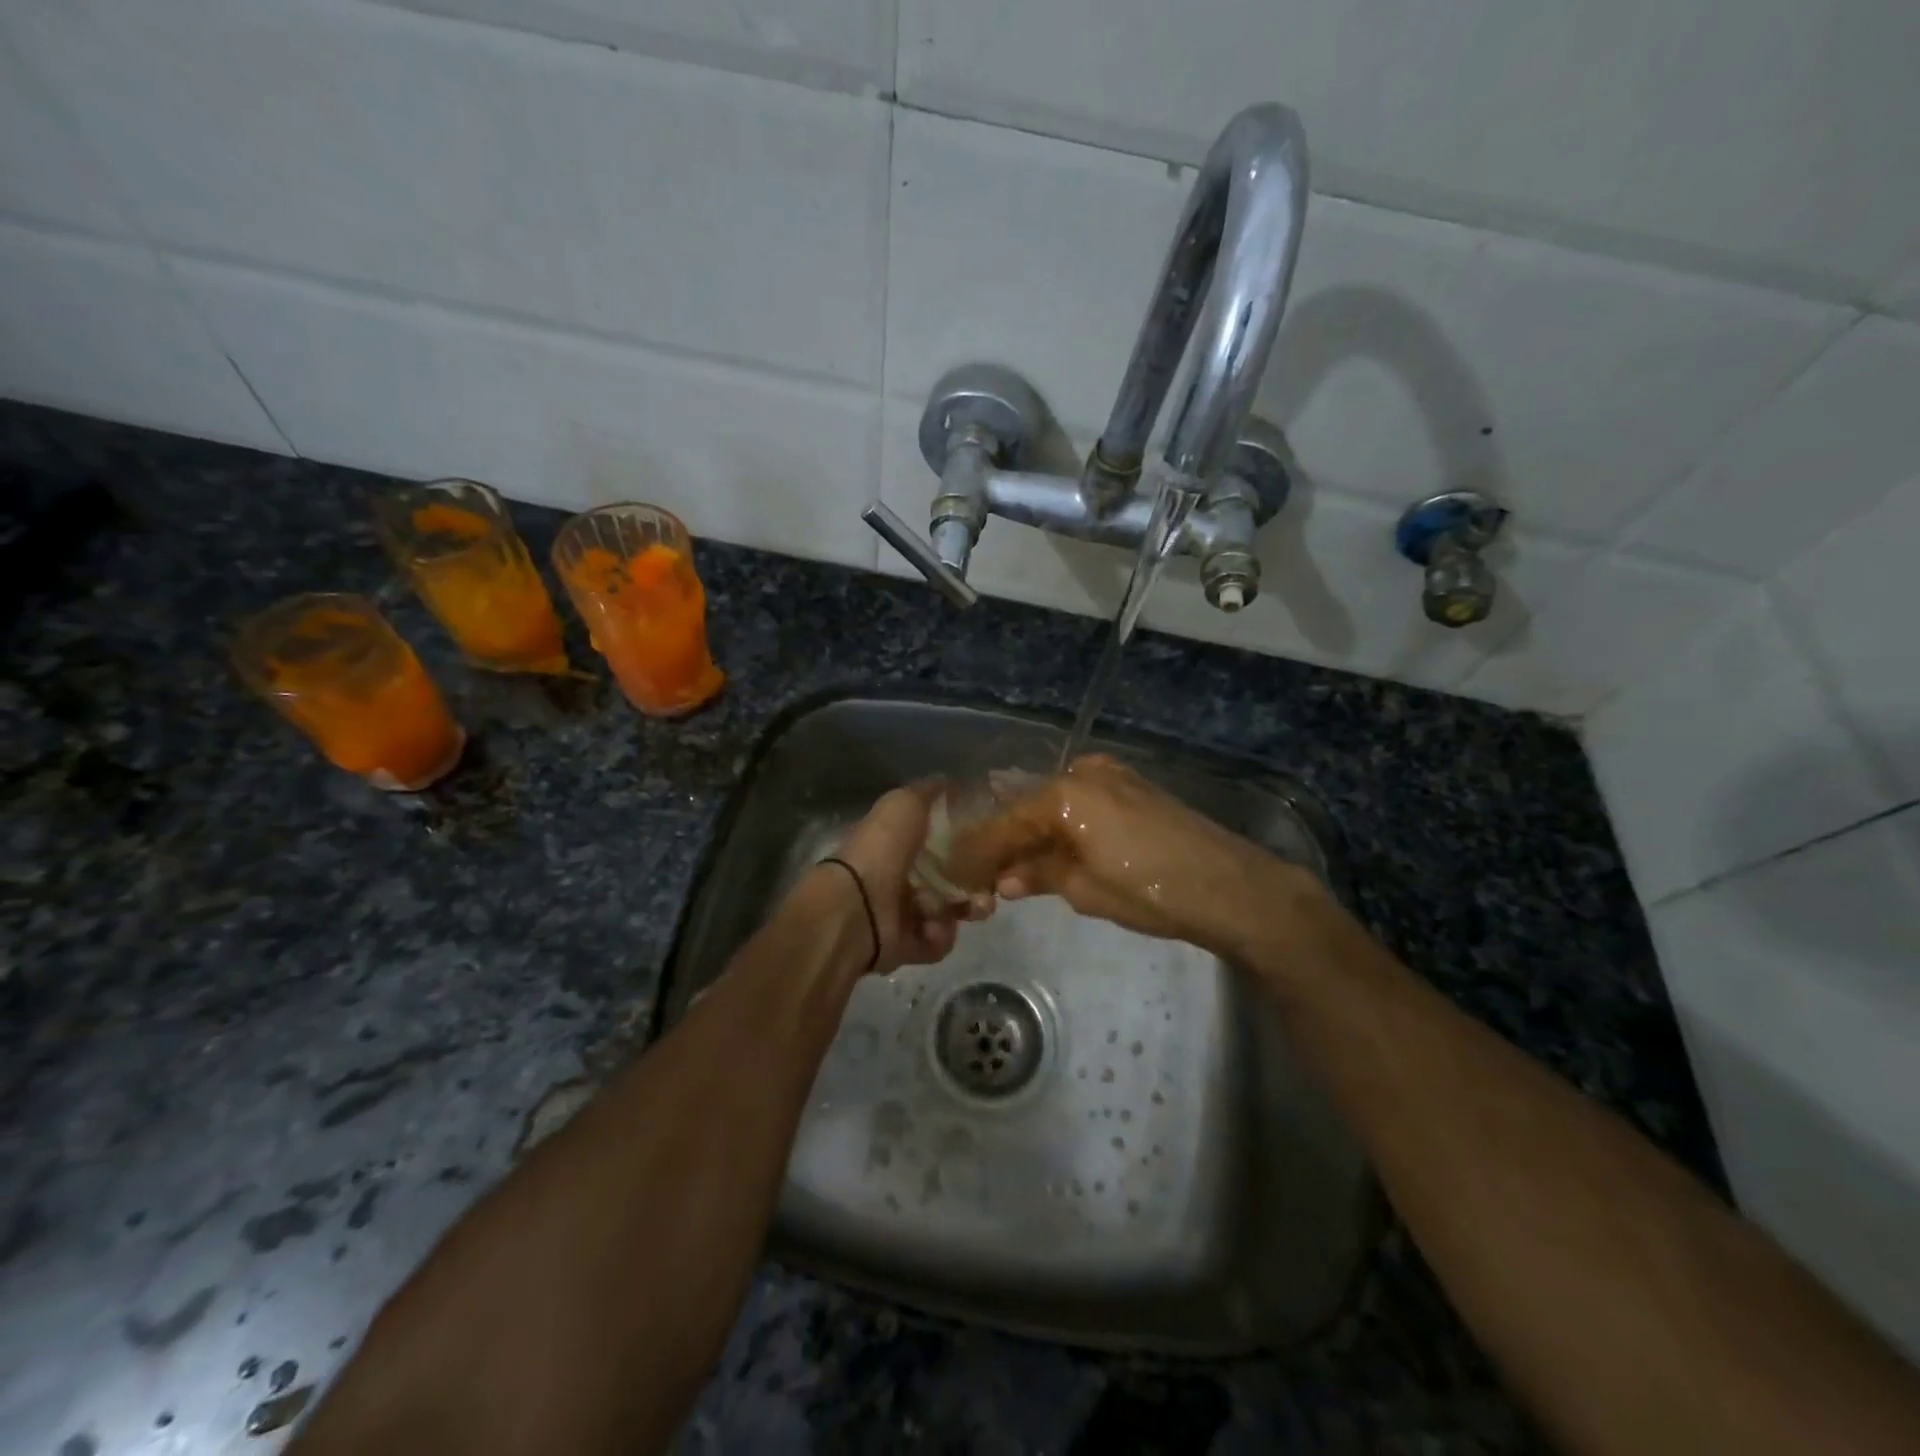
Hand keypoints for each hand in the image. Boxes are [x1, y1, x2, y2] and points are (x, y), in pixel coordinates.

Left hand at [831, 782, 993, 973]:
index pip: (943, 841)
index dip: (969, 841)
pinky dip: (940, 935)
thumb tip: (951, 783)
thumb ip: (929, 792)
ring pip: (952, 910)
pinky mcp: (908, 946)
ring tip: (974, 907)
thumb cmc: (882, 848)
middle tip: (994, 883)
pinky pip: (938, 941)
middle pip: (953, 878)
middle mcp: (902, 876)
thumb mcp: (904, 803)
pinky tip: (934, 926)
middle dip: (978, 880)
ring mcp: (904, 913)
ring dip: (968, 907)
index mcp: (899, 842)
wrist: (857, 906)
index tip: (992, 841)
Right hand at [943, 754, 1292, 953]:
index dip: (979, 851)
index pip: (1005, 823)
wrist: (1230, 886)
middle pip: (1027, 807)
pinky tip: (1052, 848)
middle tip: (982, 871)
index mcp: (1063, 794)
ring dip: (1033, 832)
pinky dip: (1062, 824)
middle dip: (1004, 840)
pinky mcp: (1131, 785)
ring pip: (1053, 803)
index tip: (957, 872)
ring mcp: (1110, 775)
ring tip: (1013, 866)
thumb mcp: (1085, 890)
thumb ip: (1039, 875)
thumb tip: (1005, 879)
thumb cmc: (1152, 891)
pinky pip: (1080, 801)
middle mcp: (1082, 772)